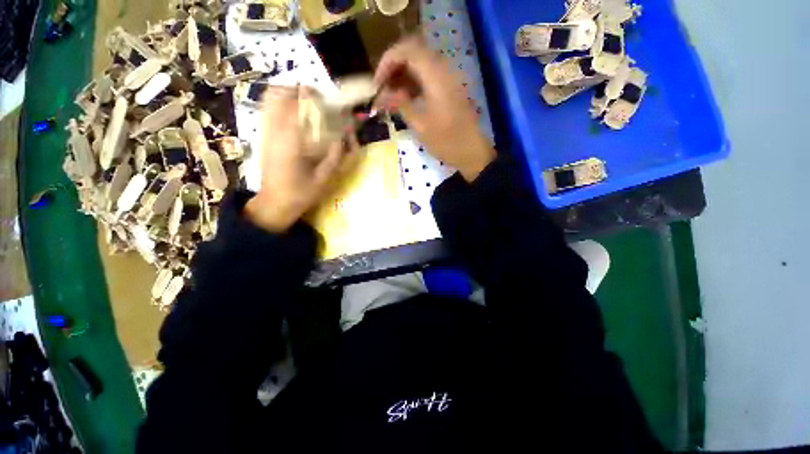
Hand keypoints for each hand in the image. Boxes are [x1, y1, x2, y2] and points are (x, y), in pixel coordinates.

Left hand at [245, 88, 353, 231]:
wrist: (274, 203)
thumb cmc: (301, 193)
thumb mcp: (324, 179)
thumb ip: (335, 157)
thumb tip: (343, 137)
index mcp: (290, 143)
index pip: (297, 107)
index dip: (312, 97)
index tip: (328, 99)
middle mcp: (274, 131)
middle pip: (279, 95)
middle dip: (299, 91)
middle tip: (318, 100)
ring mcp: (265, 132)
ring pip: (270, 99)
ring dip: (289, 94)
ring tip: (307, 103)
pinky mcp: (263, 135)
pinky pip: (267, 109)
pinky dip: (280, 103)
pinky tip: (294, 113)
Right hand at [375, 35, 495, 181]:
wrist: (472, 152)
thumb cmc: (446, 142)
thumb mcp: (420, 126)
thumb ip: (401, 104)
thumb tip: (383, 94)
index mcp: (436, 76)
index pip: (407, 50)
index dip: (387, 62)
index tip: (376, 84)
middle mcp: (443, 70)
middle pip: (413, 54)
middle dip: (393, 68)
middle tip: (381, 89)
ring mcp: (448, 79)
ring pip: (420, 65)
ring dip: (402, 76)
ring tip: (389, 96)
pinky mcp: (449, 89)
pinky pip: (428, 77)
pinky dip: (413, 83)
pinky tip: (405, 99)